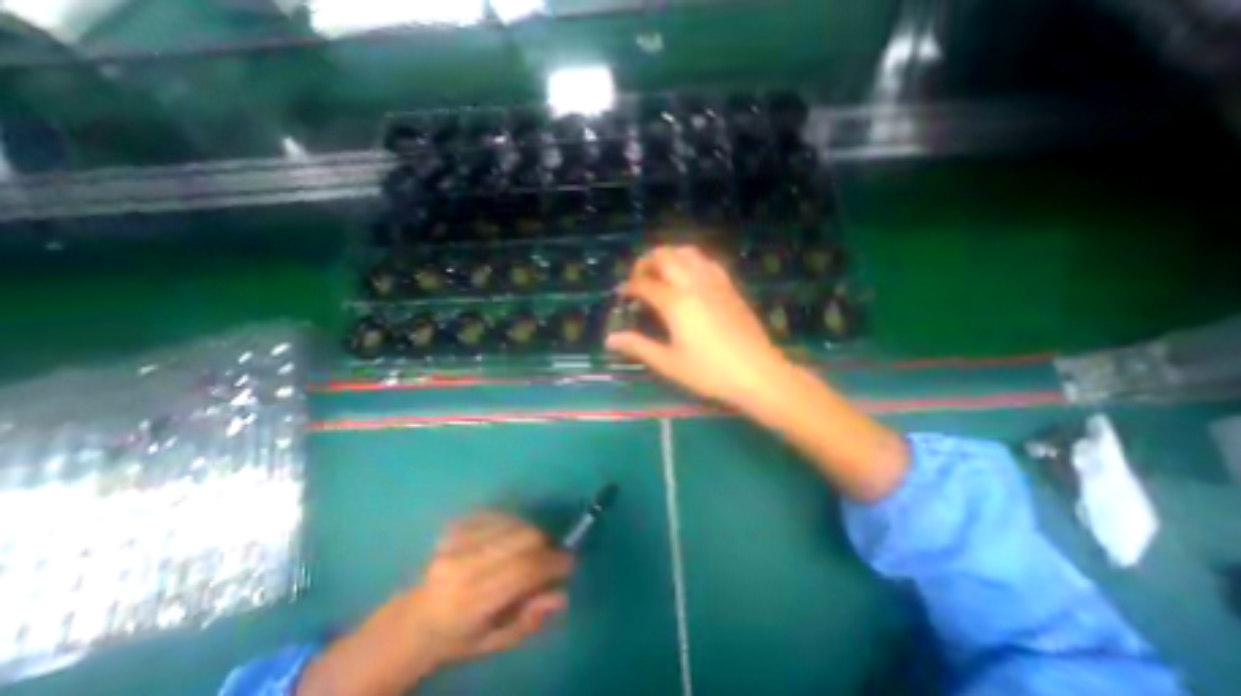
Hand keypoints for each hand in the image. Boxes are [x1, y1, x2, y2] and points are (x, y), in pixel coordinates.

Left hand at [297, 511, 573, 695]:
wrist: (412, 619)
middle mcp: (462, 566)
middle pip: (523, 538)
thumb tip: (560, 594)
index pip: (524, 570)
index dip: (553, 563)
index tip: (569, 563)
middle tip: (550, 558)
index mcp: (469, 602)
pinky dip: (513, 525)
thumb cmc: (457, 637)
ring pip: (515, 523)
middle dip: (545, 545)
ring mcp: (456, 541)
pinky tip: (509, 540)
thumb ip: (529, 618)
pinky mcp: (455, 525)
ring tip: (530, 550)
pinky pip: (499, 515)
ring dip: (531, 534)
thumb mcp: (495, 640)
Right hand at [607, 241, 788, 406]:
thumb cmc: (709, 372)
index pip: (645, 284)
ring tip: (660, 271)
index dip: (629, 287)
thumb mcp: (669, 363)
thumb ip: (638, 346)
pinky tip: (690, 276)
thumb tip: (610, 339)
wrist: (757, 373)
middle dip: (646, 261)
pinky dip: (691, 260)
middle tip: (638, 278)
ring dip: (669, 255)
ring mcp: (715, 282)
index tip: (622, 295)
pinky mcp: (730, 287)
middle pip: (665, 256)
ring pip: (687, 252)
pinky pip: (707, 261)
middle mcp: (694, 284)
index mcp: (676, 303)